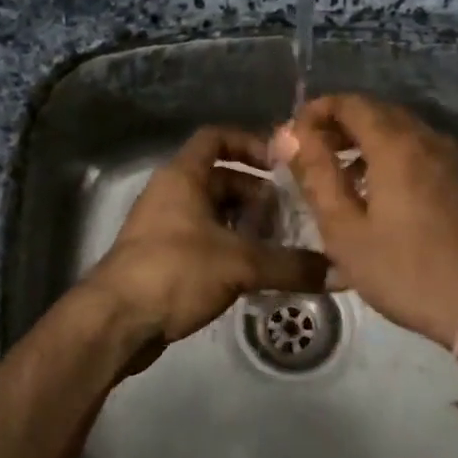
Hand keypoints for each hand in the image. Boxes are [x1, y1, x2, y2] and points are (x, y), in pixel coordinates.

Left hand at [82, 127, 329, 375]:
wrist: (115, 320)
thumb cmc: (175, 271)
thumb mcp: (240, 264)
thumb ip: (291, 266)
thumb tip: (342, 273)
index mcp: (183, 176)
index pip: (216, 137)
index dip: (250, 143)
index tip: (281, 165)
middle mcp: (170, 193)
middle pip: (221, 179)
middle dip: (256, 196)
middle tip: (290, 219)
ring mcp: (162, 226)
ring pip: (212, 213)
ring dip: (244, 226)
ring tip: (278, 248)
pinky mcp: (161, 257)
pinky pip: (202, 240)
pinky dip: (228, 248)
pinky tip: (252, 274)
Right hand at [277, 94, 457, 349]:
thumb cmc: (404, 270)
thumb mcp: (345, 230)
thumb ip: (316, 175)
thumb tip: (291, 133)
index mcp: (396, 145)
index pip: (351, 103)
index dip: (317, 110)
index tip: (294, 133)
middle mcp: (428, 138)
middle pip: (378, 112)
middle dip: (341, 124)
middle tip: (313, 152)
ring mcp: (454, 157)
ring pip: (403, 131)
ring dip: (367, 140)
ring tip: (342, 174)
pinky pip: (422, 150)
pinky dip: (394, 155)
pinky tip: (381, 190)